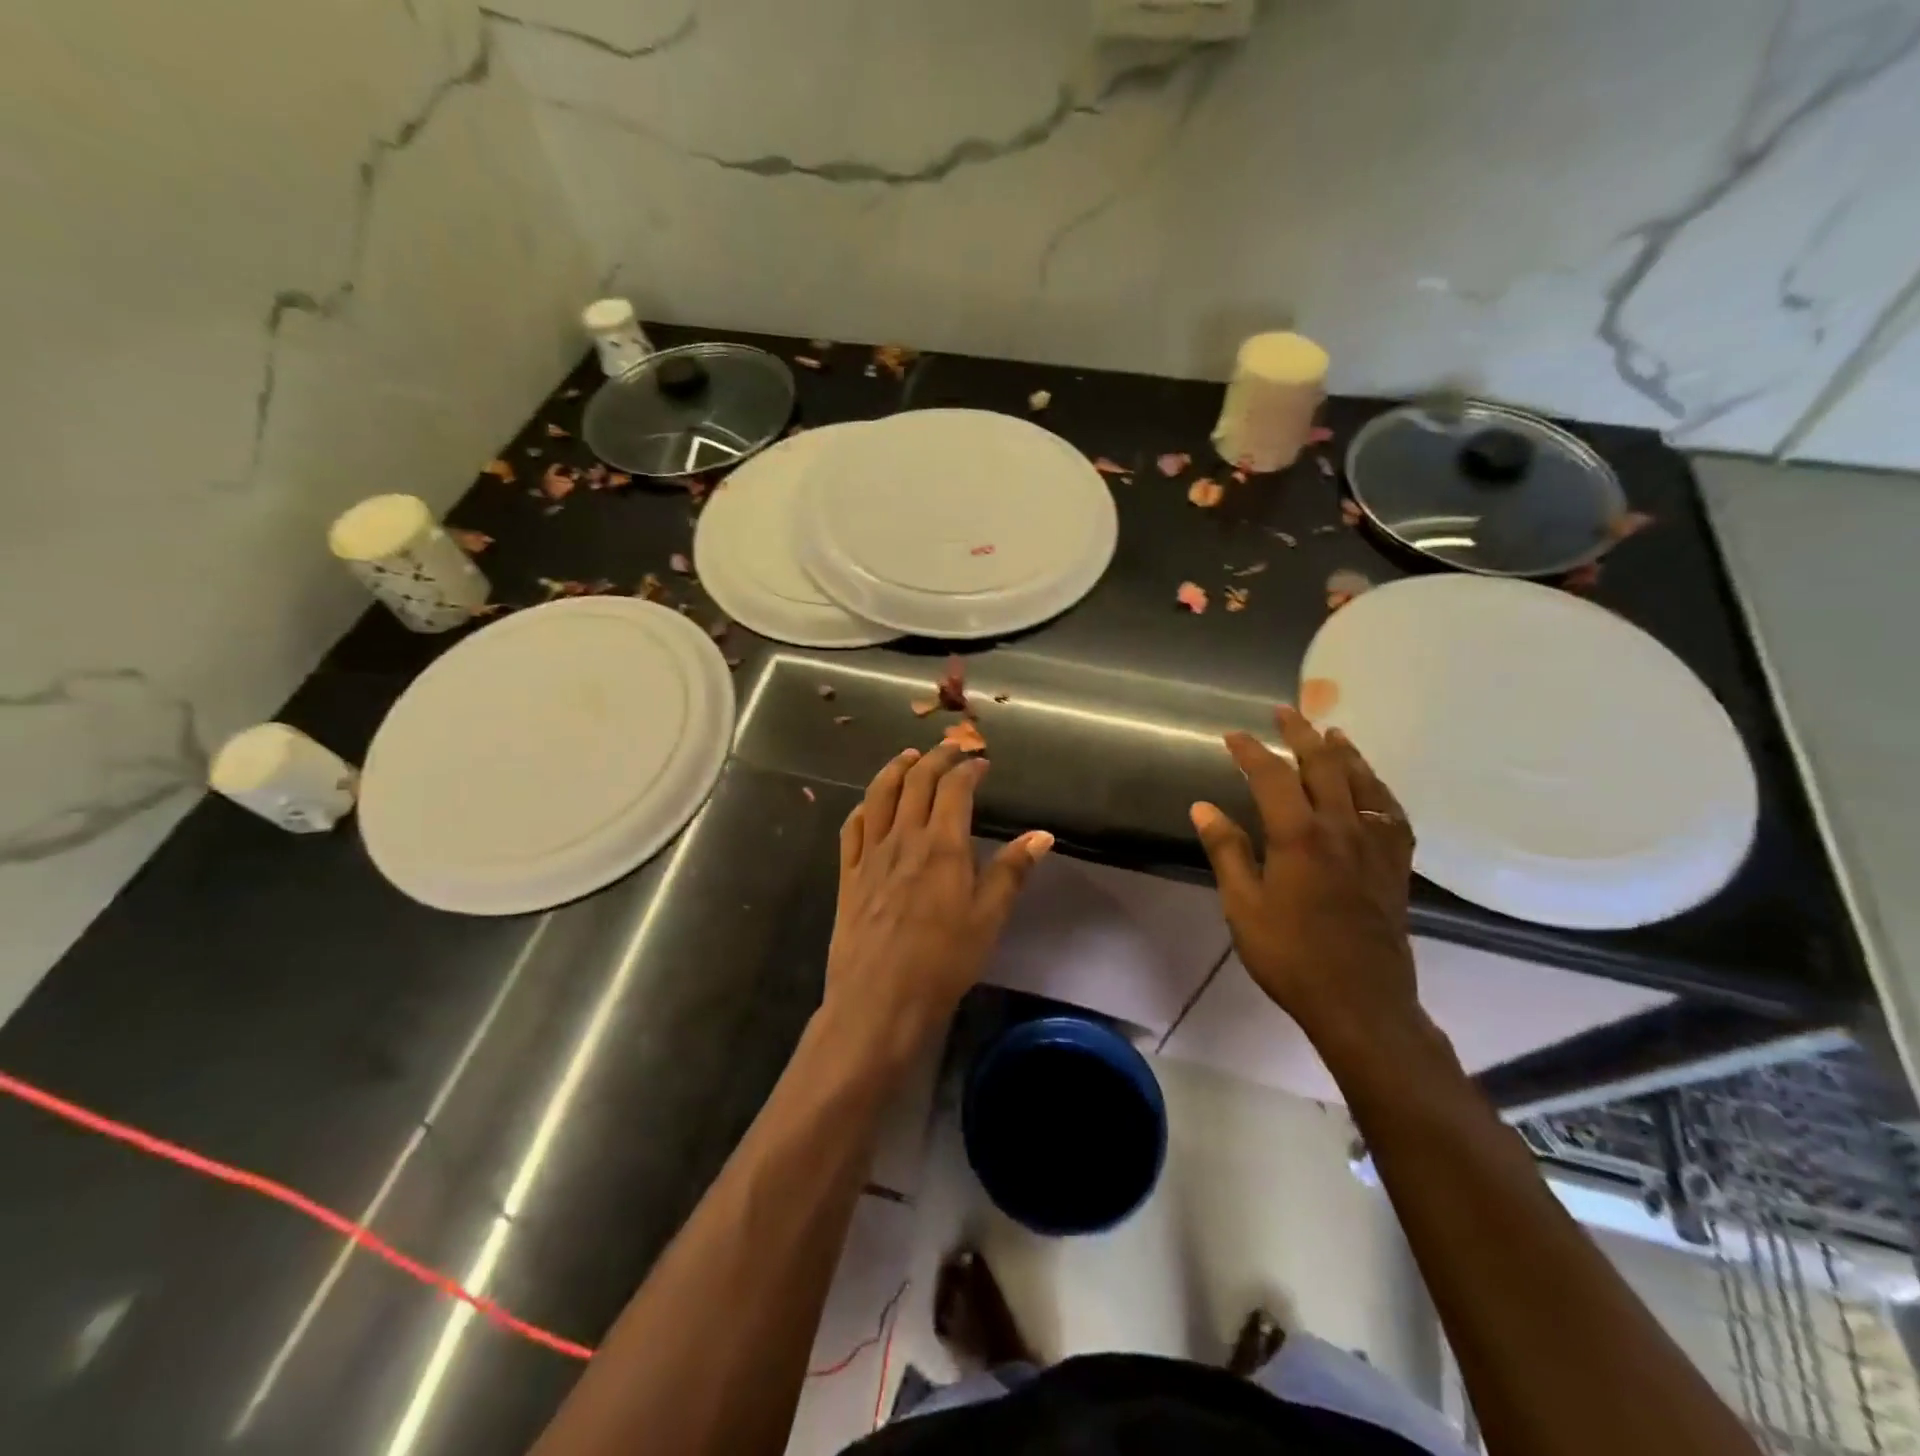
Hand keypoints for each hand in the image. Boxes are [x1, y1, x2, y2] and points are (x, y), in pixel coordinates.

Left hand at [825, 744, 1053, 1064]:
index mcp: (942, 846)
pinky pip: (852, 828)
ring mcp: (871, 855)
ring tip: (908, 757)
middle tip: (950, 749)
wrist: (879, 1000)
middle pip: (916, 782)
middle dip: (935, 758)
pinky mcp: (848, 875)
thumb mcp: (988, 918)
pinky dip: (864, 806)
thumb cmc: (943, 962)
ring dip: (895, 769)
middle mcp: (904, 838)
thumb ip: (1011, 872)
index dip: (969, 769)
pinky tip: (870, 804)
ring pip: (879, 795)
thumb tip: (1042, 835)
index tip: (981, 763)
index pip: (955, 789)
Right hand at [1189, 705, 1421, 1048]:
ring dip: (1344, 752)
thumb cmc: (1290, 955)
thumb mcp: (1243, 905)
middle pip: (1324, 766)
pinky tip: (1372, 786)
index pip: (1273, 777)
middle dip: (1301, 734)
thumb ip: (1226, 850)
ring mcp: (1375, 845)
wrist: (1360, 1002)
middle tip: (1285, 712)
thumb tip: (1203, 806)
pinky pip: (1392, 812)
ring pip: (1363, 782)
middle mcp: (1342, 828)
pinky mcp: (1395, 864)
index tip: (1232, 736)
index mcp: (1299, 837)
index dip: (1251, 751)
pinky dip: (1379, 788)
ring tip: (1331, 731)